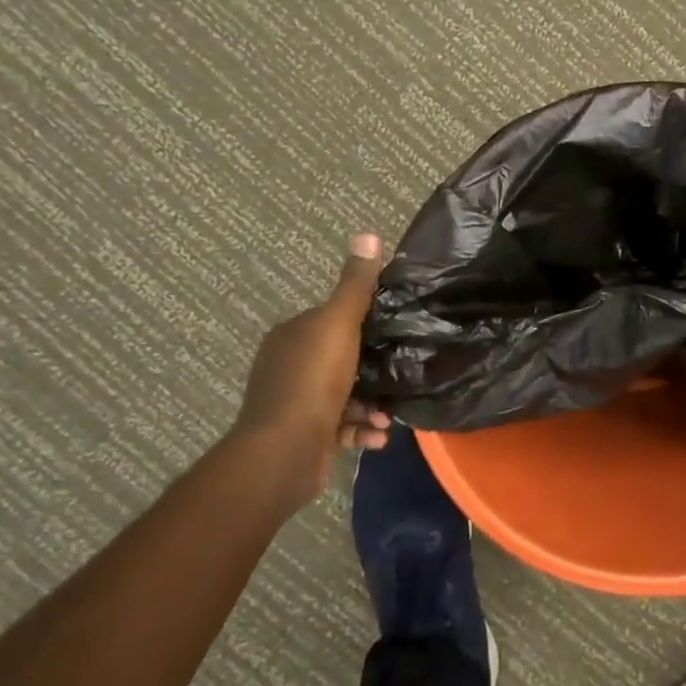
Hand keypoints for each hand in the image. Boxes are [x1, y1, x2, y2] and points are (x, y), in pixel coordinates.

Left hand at [234, 233, 393, 457]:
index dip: (362, 324)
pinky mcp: (302, 435)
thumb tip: (367, 234)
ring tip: (391, 416)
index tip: (394, 332)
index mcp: (292, 335)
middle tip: (401, 374)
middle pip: (340, 359)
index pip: (331, 319)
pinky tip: (380, 437)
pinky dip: (361, 429)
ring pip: (343, 395)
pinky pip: (339, 427)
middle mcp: (287, 365)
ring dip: (371, 404)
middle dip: (372, 369)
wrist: (284, 451)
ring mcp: (292, 403)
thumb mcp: (339, 324)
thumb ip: (355, 286)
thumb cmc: (313, 380)